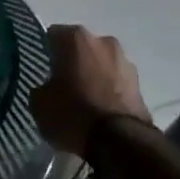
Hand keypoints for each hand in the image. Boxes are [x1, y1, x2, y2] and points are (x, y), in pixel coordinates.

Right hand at [31, 25, 151, 157]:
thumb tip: (47, 88)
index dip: (47, 53)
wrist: (120, 142)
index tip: (44, 71)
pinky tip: (101, 111)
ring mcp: (125, 61)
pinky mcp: (140, 83)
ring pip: (101, 64)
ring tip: (85, 102)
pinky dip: (109, 91)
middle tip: (64, 86)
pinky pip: (116, 82)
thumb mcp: (39, 105)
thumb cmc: (73, 114)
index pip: (53, 36)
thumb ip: (40, 88)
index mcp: (75, 37)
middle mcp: (102, 40)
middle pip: (81, 48)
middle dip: (73, 62)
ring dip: (94, 76)